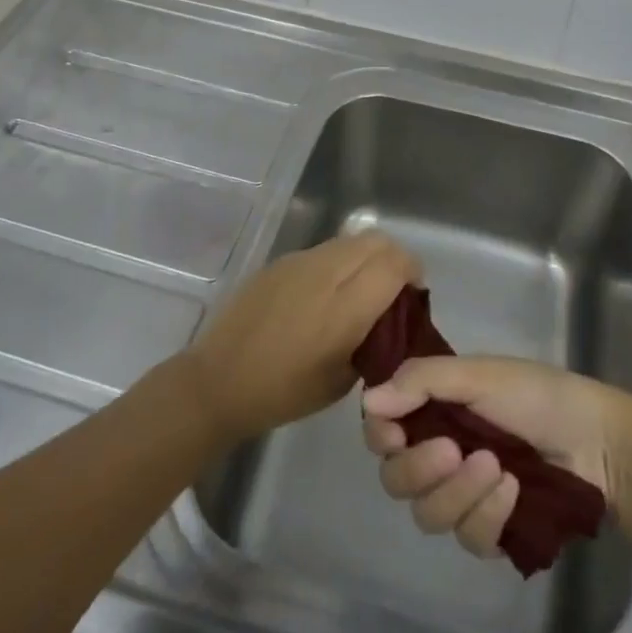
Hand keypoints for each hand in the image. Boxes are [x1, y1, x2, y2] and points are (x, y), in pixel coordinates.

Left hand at [186, 231, 419, 444]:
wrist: (217, 380)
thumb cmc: (283, 393)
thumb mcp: (341, 381)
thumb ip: (374, 343)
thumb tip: (390, 321)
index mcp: (343, 308)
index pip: (394, 264)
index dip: (413, 272)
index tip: (414, 295)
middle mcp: (325, 273)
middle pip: (377, 240)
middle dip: (395, 259)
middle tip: (394, 290)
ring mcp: (299, 262)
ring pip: (350, 240)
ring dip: (367, 257)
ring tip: (361, 290)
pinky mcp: (280, 261)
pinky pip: (324, 250)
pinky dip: (340, 262)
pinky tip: (326, 294)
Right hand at [361, 356, 623, 558]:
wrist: (596, 441)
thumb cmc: (535, 394)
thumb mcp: (478, 374)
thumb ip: (422, 382)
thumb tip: (369, 400)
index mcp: (431, 410)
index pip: (381, 429)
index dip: (380, 434)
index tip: (394, 432)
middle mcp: (438, 452)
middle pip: (395, 479)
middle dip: (420, 468)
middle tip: (453, 450)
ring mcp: (462, 495)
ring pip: (428, 515)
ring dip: (459, 492)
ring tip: (497, 467)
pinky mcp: (489, 529)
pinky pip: (468, 537)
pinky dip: (489, 514)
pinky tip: (514, 490)